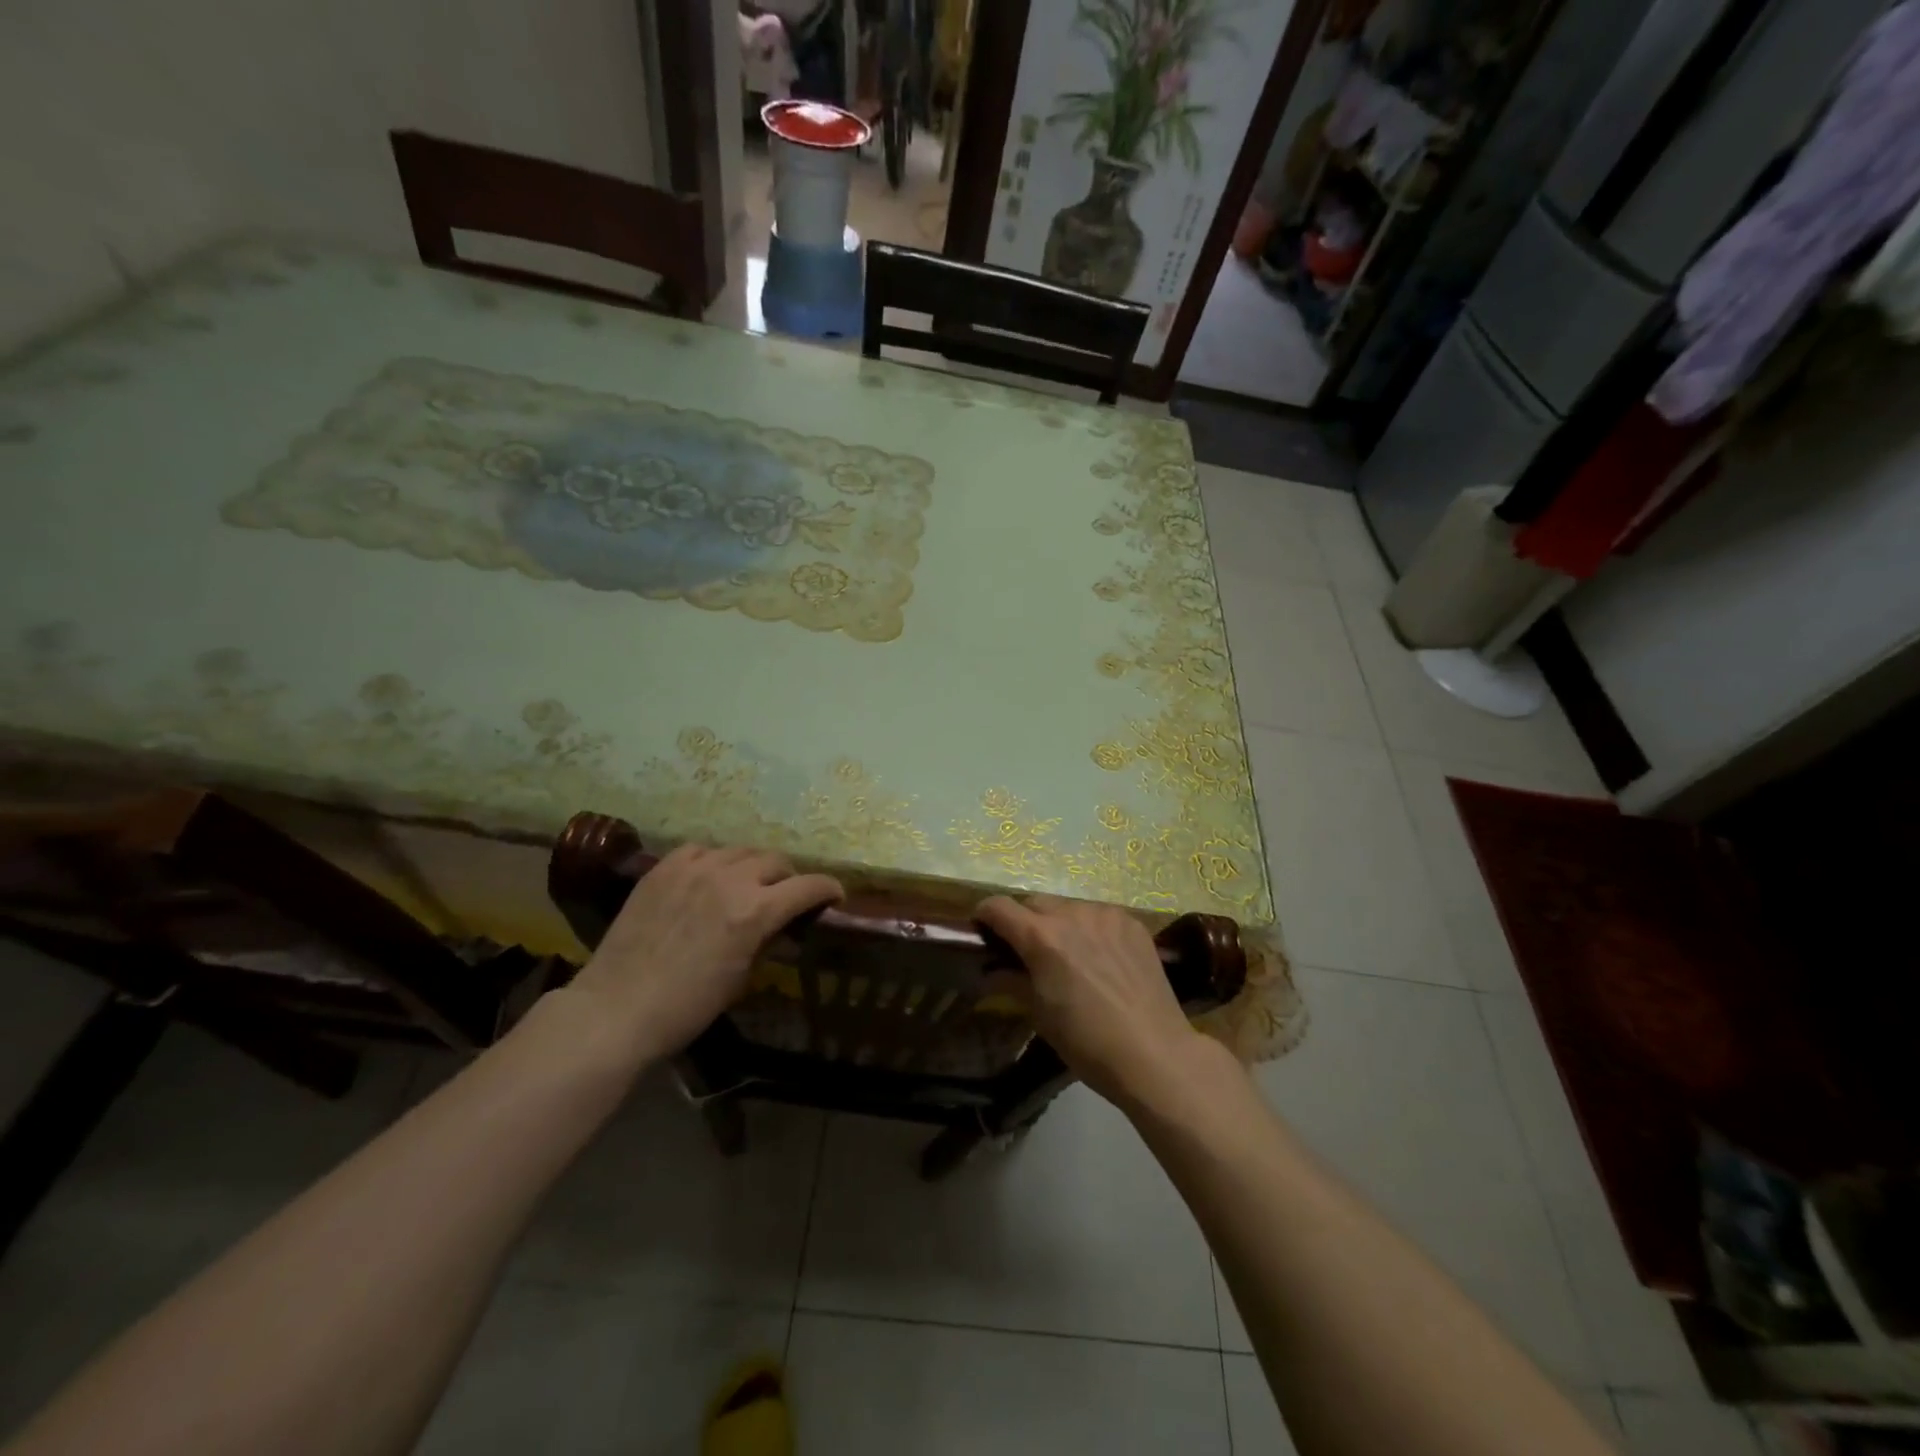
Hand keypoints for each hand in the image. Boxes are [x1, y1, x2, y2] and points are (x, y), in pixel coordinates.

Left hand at [571, 844, 842, 1058]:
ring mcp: (694, 868)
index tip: (835, 896)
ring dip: (753, 867)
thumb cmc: (687, 1007)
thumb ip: (767, 941)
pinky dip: (714, 861)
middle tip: (785, 897)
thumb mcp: (742, 978)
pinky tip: (709, 878)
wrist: (616, 1008)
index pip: (808, 886)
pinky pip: (702, 850)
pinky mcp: (664, 867)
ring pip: (740, 851)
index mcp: (756, 911)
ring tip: (746, 885)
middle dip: (789, 878)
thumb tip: (783, 927)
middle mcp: (730, 879)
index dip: (828, 889)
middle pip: (776, 861)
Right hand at [975, 894, 1203, 1106]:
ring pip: (1069, 907)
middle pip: (1034, 903)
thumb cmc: (1087, 1042)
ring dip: (1060, 923)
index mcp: (1041, 937)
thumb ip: (1012, 981)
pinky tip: (1103, 959)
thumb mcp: (1039, 1014)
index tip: (984, 931)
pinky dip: (1092, 929)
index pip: (998, 906)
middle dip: (1024, 921)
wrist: (1154, 1053)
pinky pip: (1100, 916)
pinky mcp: (1132, 923)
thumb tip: (991, 970)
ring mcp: (1106, 915)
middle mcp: (1072, 914)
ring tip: (1071, 956)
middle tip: (1029, 952)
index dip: (985, 915)